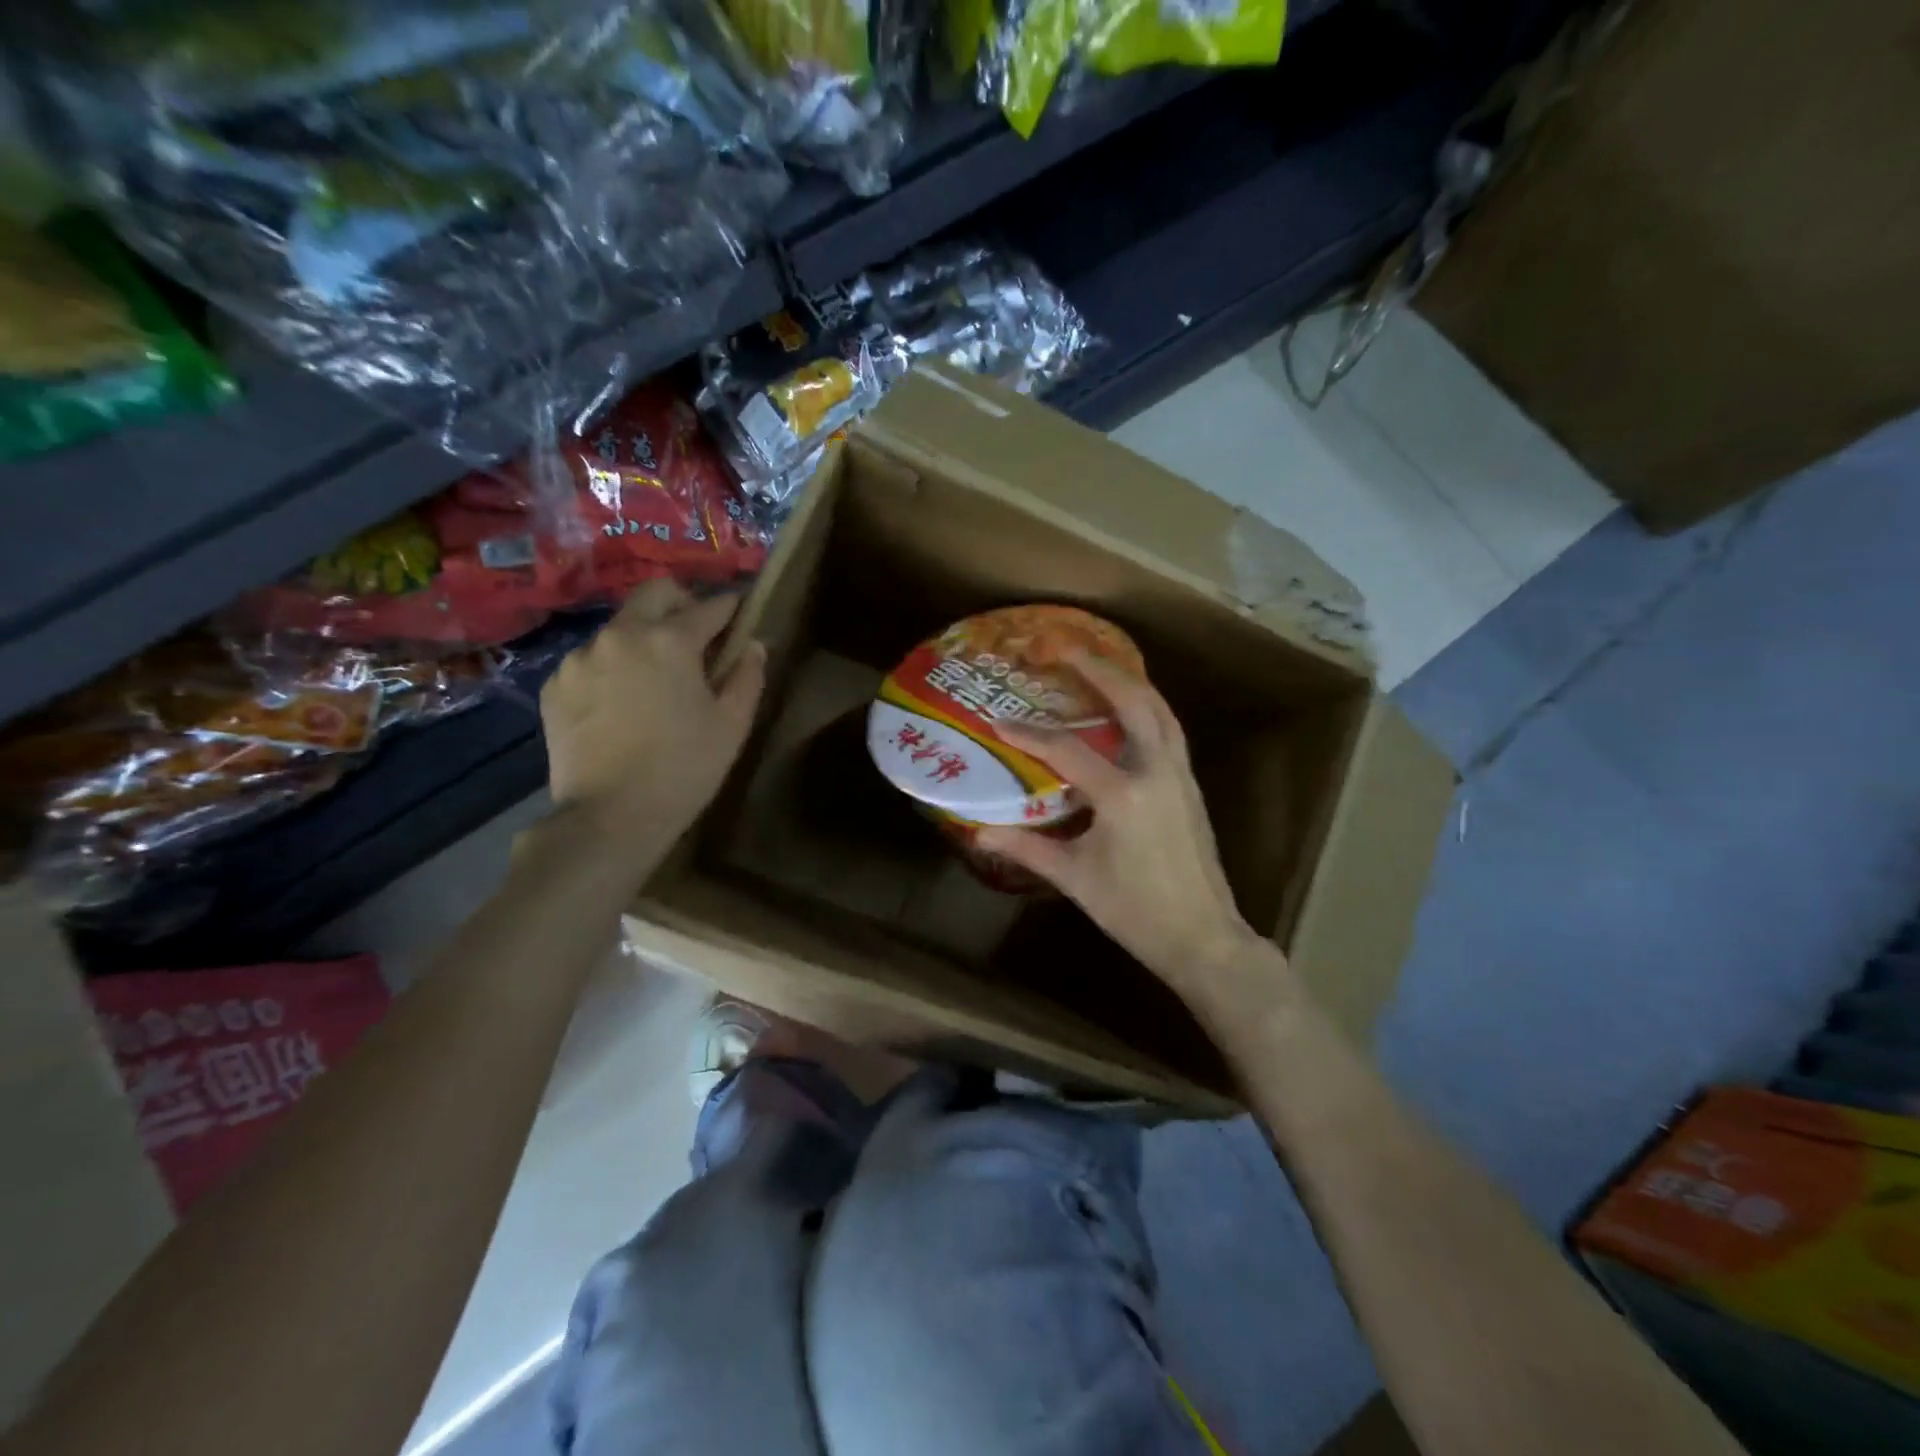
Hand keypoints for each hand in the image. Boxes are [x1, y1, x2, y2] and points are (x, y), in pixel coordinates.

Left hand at [541, 580, 765, 867]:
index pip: (710, 606)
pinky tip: (620, 704)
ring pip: (620, 627)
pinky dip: (611, 668)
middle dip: (682, 603)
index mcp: (670, 641)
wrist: (610, 817)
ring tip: (654, 678)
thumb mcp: (732, 725)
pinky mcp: (555, 684)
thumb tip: (753, 645)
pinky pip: (591, 660)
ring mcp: (581, 657)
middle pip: (655, 593)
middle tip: (697, 635)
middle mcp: (621, 634)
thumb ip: (747, 676)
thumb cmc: (684, 768)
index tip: (741, 613)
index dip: (731, 607)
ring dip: (643, 637)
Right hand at [976, 653, 1276, 1007]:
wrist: (1202, 936)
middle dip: (1097, 668)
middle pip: (1131, 701)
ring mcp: (1180, 774)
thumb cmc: (1134, 911)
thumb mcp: (1075, 879)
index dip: (1028, 733)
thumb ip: (1027, 848)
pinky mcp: (1190, 784)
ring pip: (1159, 708)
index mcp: (1123, 795)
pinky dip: (1147, 706)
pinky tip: (1127, 708)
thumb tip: (979, 832)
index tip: (997, 720)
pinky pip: (1169, 728)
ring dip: (1128, 681)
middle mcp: (1157, 771)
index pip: (1067, 749)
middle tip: (1064, 647)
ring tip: (1096, 665)